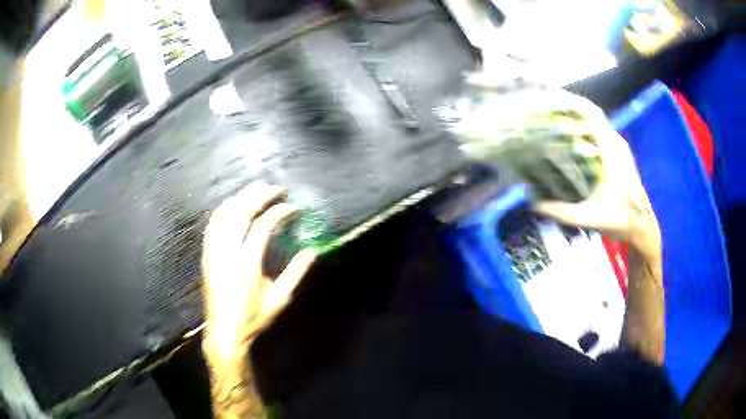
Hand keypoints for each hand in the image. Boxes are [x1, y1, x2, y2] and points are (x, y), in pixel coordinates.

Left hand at [201, 182, 316, 359]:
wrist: (225, 332)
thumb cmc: (254, 318)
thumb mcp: (280, 299)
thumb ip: (296, 272)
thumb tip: (313, 251)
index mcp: (247, 262)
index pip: (263, 224)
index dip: (280, 211)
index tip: (293, 207)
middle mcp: (227, 251)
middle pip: (241, 211)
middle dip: (259, 195)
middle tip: (276, 188)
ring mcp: (214, 251)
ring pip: (225, 213)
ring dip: (241, 198)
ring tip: (257, 190)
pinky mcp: (206, 254)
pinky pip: (213, 224)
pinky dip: (225, 209)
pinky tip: (234, 205)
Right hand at [531, 93, 659, 251]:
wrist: (641, 225)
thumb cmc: (619, 220)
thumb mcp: (588, 219)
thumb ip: (561, 212)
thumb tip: (532, 203)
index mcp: (611, 150)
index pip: (592, 113)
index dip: (571, 101)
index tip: (549, 96)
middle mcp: (616, 142)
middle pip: (591, 113)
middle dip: (568, 106)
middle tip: (544, 106)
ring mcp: (618, 146)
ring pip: (595, 122)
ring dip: (576, 116)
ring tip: (553, 117)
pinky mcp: (618, 152)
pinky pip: (599, 132)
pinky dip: (583, 128)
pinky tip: (570, 137)